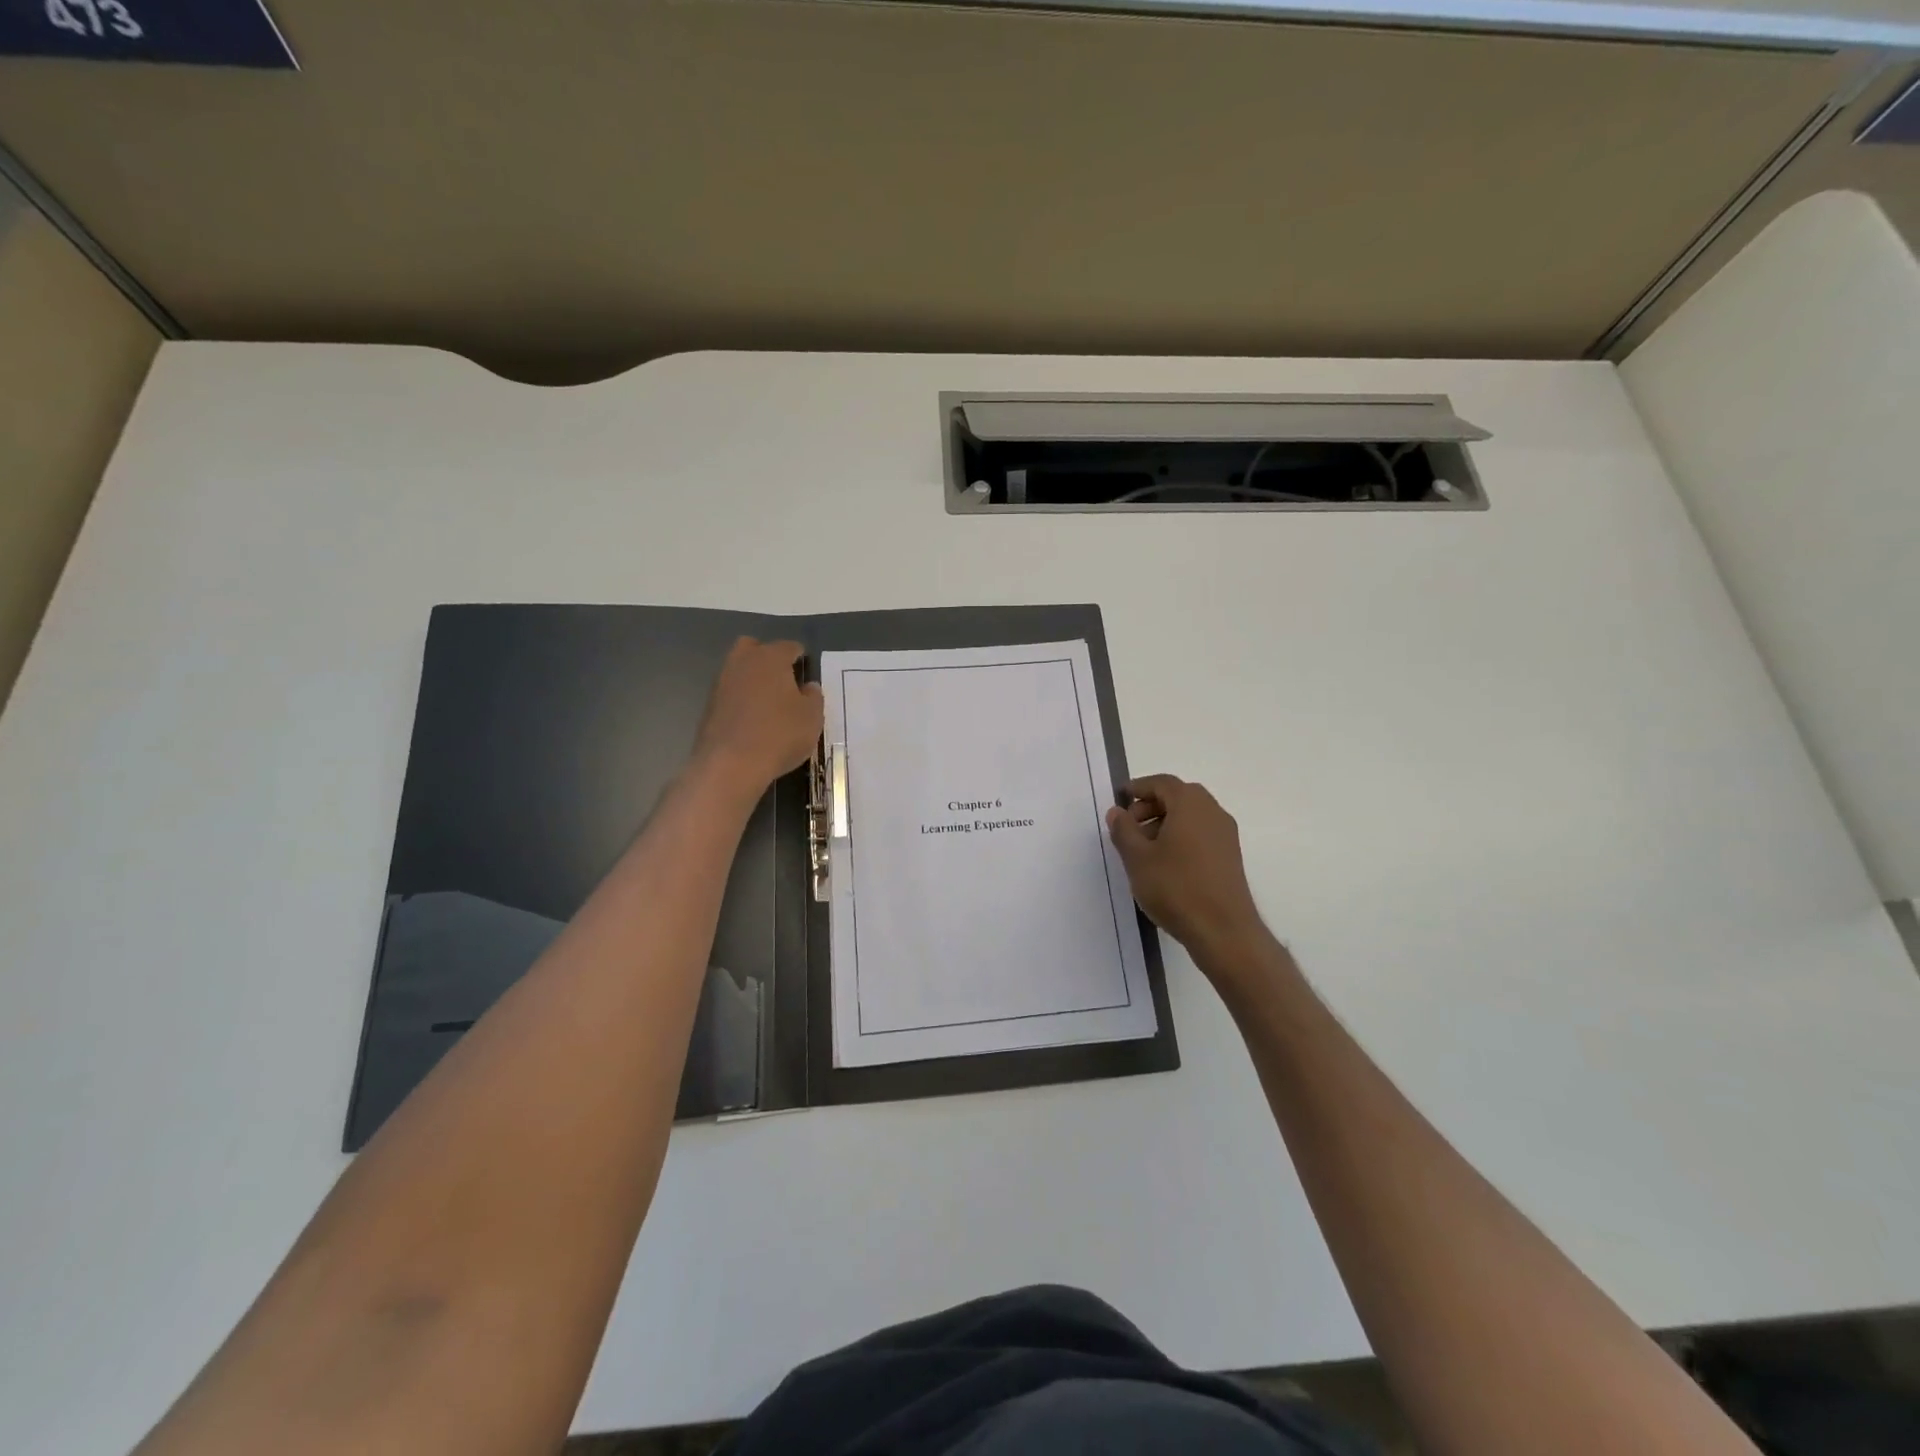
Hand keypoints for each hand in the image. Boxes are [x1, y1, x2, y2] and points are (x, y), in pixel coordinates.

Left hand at [692, 638, 823, 792]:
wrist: (731, 765)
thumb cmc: (780, 734)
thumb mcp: (812, 717)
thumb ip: (813, 697)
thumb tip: (808, 687)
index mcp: (770, 657)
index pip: (789, 647)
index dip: (800, 657)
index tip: (805, 670)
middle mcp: (742, 662)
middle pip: (753, 648)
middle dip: (767, 657)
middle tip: (782, 679)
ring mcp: (721, 683)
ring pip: (738, 670)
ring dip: (752, 680)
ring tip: (768, 702)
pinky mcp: (708, 706)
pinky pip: (729, 694)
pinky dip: (740, 700)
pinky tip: (752, 720)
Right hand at [1106, 775, 1267, 966]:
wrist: (1223, 931)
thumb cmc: (1176, 888)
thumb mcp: (1137, 858)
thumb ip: (1123, 830)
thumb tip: (1117, 812)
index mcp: (1190, 804)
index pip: (1162, 783)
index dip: (1138, 788)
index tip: (1119, 800)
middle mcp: (1212, 812)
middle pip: (1178, 796)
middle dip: (1151, 806)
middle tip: (1129, 826)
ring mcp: (1225, 835)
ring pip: (1191, 816)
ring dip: (1165, 822)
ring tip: (1143, 849)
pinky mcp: (1230, 856)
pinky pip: (1201, 833)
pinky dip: (1181, 837)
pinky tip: (1165, 864)